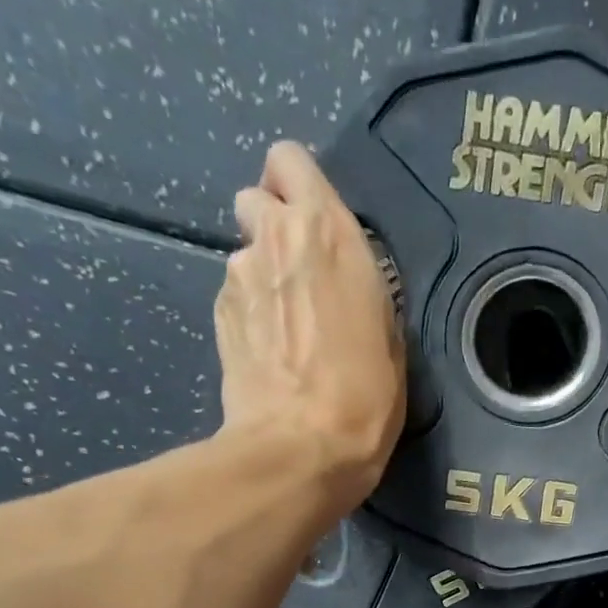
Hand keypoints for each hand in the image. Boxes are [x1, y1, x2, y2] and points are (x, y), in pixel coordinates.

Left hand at [215, 141, 404, 509]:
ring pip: (243, 251)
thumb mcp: (389, 336)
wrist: (301, 446)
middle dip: (273, 223)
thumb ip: (359, 287)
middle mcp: (274, 238)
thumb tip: (336, 283)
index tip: (316, 221)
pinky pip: (235, 295)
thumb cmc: (366, 394)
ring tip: (288, 325)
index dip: (298, 185)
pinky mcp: (218, 317)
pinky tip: (271, 351)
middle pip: (255, 197)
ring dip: (262, 274)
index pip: (289, 160)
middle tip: (300, 272)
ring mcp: (237, 277)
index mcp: (327, 232)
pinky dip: (250, 311)